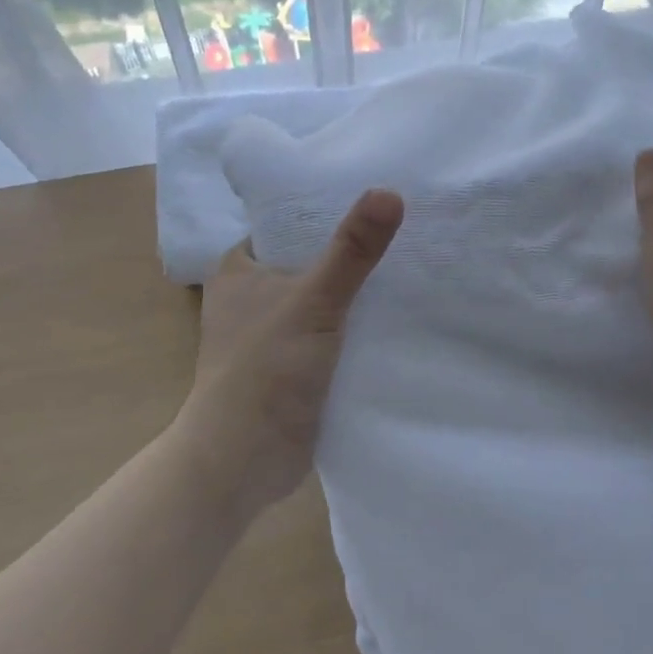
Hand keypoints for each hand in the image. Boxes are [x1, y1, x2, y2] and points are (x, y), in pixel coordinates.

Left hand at [173, 189, 404, 515]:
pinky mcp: (292, 366)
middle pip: (311, 261)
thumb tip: (389, 192)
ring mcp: (272, 334)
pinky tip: (396, 319)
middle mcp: (252, 296)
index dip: (329, 210)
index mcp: (240, 268)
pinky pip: (331, 334)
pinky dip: (356, 328)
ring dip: (357, 294)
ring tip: (412, 268)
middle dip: (351, 254)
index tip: (378, 198)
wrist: (241, 462)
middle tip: (407, 232)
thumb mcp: (313, 301)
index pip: (289, 223)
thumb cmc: (264, 370)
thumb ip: (352, 250)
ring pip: (323, 300)